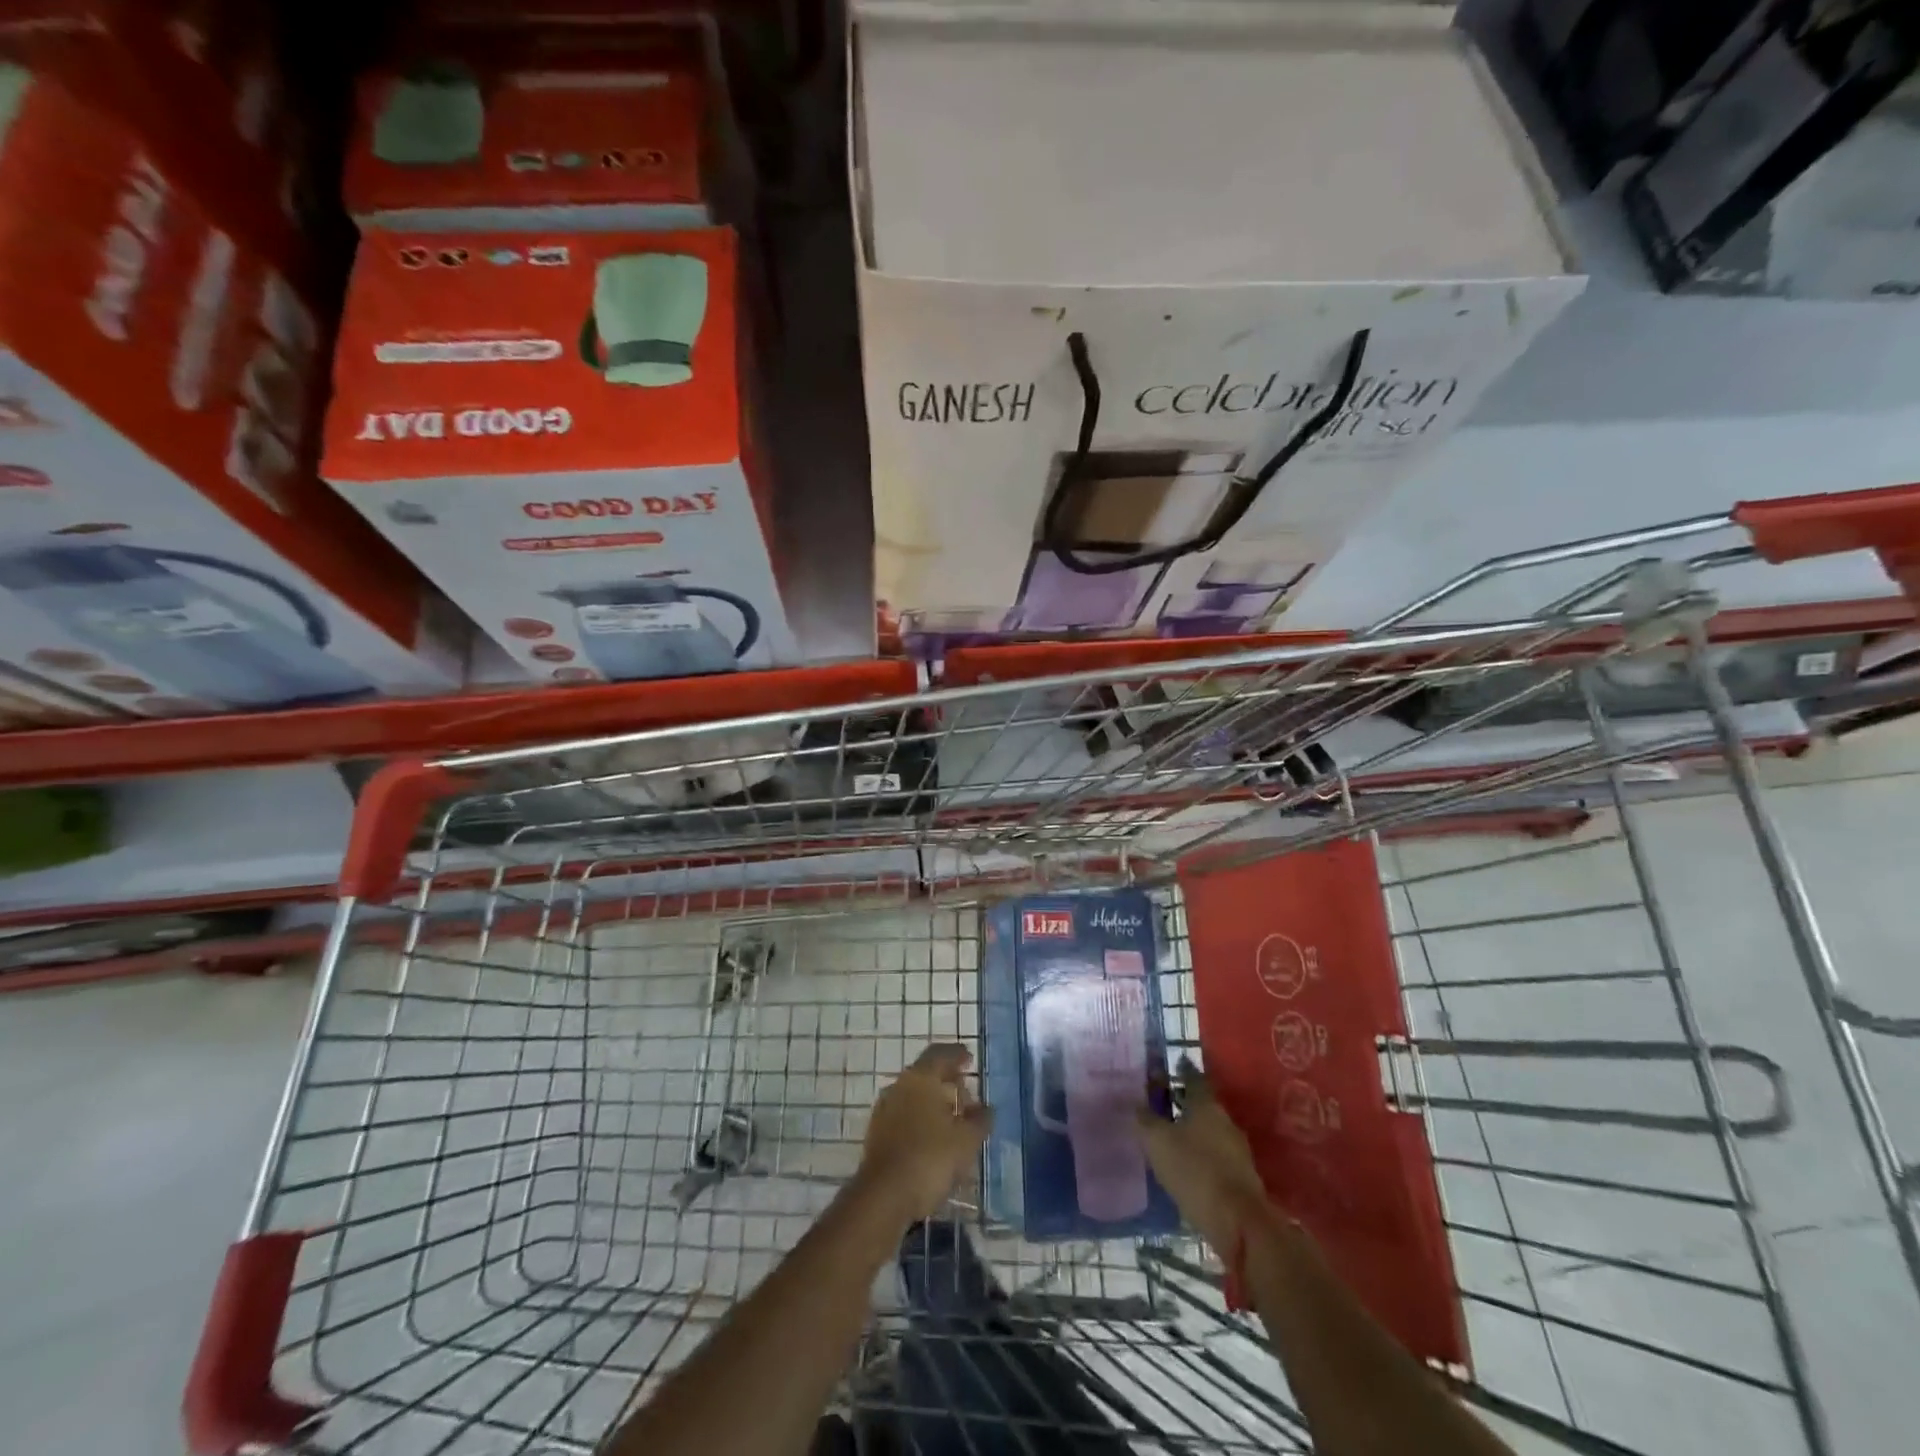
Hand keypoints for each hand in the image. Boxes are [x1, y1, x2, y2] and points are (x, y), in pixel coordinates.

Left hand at [856, 1043, 992, 1220]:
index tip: (970, 1059)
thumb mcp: (966, 1140)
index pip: (940, 1054)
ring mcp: (885, 1109)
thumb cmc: (930, 1158)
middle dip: (947, 1082)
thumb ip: (980, 1120)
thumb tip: (985, 1108)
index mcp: (921, 1077)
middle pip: (926, 1074)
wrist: (883, 1196)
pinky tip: (934, 1139)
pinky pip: (905, 1116)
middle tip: (967, 1096)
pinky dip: (921, 1120)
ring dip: (934, 1103)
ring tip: (954, 1121)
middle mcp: (899, 1086)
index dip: (957, 1054)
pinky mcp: (877, 1133)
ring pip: (914, 1096)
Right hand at [1134, 1064, 1272, 1255]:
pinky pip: (1216, 1154)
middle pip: (1202, 1103)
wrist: (1240, 1224)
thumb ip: (1145, 1120)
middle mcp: (1225, 1120)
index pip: (1192, 1077)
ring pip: (1210, 1129)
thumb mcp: (1158, 1143)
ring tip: (1171, 1134)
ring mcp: (1237, 1149)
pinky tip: (1188, 1163)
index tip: (1171, 1064)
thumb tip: (1135, 1103)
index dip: (1181, 1069)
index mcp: (1206, 1105)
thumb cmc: (1195, 1171)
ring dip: (1193, 1129)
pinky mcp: (1241, 1176)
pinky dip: (1202, 1153)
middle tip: (1162, 1101)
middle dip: (1184, 1101)